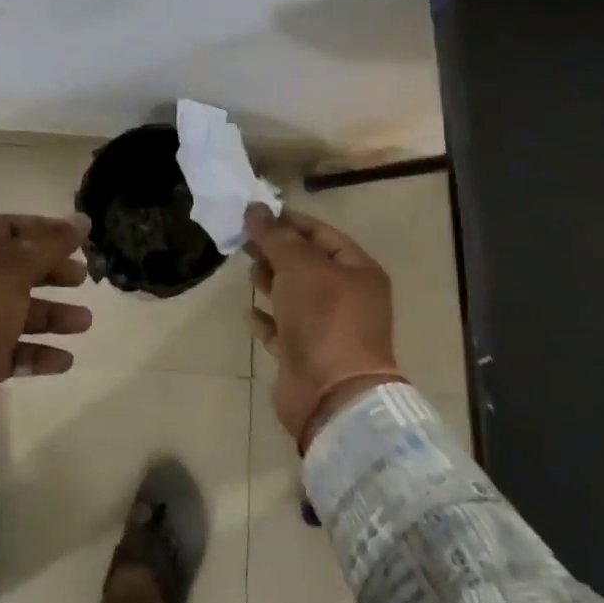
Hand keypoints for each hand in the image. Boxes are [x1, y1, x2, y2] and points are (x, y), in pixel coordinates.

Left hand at [0, 213, 93, 465]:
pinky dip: (40, 353)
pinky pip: (14, 351)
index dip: (44, 230)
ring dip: (53, 315)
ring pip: (19, 311)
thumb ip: (49, 244)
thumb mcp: (11, 271)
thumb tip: (82, 219)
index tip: (80, 240)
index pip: (8, 227)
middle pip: (17, 268)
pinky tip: (64, 360)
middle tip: (84, 278)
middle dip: (52, 271)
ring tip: (84, 323)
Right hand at [245, 205, 404, 448]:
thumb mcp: (299, 265)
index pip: (321, 234)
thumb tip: (255, 207)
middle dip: (277, 250)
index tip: (256, 213)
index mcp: (358, 271)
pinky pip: (284, 329)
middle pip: (307, 264)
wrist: (331, 395)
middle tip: (244, 240)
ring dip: (271, 281)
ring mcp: (329, 330)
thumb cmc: (324, 318)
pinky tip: (249, 312)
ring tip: (248, 269)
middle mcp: (348, 298)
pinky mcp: (307, 356)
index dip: (289, 221)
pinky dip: (267, 319)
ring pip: (295, 295)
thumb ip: (276, 235)